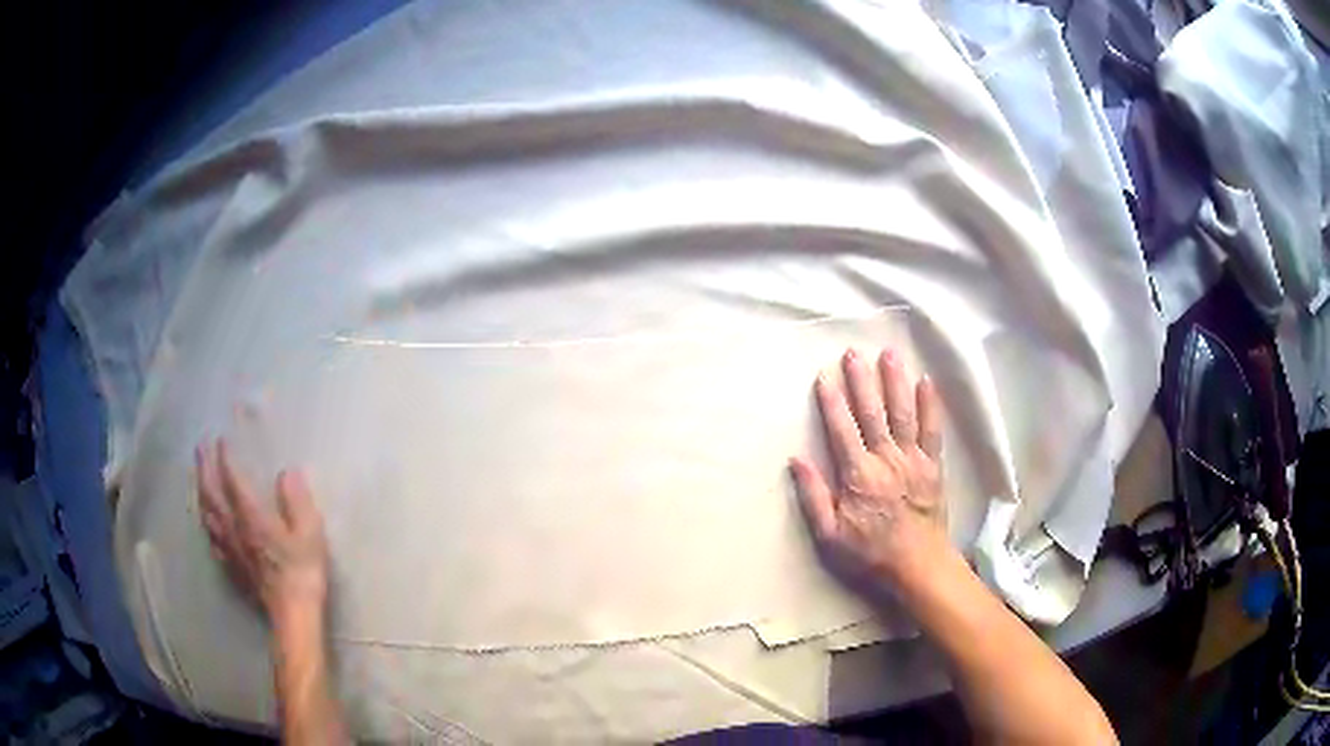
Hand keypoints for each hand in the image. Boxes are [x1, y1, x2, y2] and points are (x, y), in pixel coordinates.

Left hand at [196, 440, 329, 625]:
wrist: (293, 615)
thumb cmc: (303, 571)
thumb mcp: (310, 533)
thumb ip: (297, 501)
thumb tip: (287, 472)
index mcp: (251, 516)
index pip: (232, 480)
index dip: (225, 458)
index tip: (221, 439)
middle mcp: (234, 528)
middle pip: (211, 494)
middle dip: (204, 468)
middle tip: (199, 448)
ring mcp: (229, 549)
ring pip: (207, 515)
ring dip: (200, 492)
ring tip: (198, 478)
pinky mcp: (231, 567)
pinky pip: (212, 539)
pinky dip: (206, 524)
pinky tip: (207, 523)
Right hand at [790, 348, 948, 590]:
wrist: (918, 565)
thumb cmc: (870, 553)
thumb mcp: (830, 536)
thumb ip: (813, 496)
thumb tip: (796, 460)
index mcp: (858, 475)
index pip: (842, 430)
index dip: (832, 402)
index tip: (824, 376)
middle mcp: (886, 459)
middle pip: (872, 413)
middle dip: (861, 380)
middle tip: (853, 352)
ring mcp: (913, 459)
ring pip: (903, 413)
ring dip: (895, 382)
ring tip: (889, 354)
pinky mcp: (933, 465)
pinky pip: (933, 430)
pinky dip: (931, 405)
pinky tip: (926, 381)